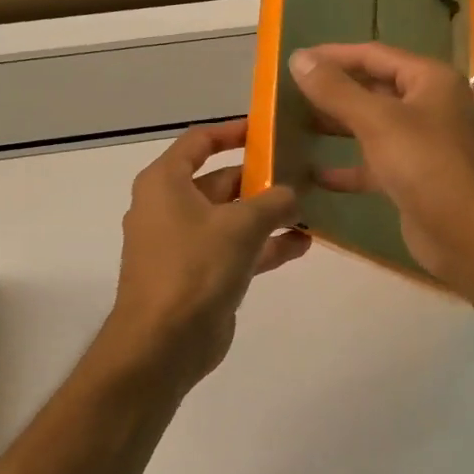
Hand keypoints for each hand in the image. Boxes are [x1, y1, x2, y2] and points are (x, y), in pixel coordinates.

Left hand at [101, 119, 309, 391]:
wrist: (163, 343)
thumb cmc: (195, 268)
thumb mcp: (241, 225)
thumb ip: (274, 201)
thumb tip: (294, 192)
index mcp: (165, 183)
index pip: (199, 142)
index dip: (233, 132)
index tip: (269, 130)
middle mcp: (170, 207)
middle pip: (220, 181)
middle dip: (262, 179)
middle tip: (304, 173)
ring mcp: (184, 243)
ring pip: (231, 217)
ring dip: (268, 215)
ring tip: (310, 210)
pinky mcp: (199, 274)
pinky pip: (235, 249)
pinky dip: (263, 245)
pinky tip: (301, 244)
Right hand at [289, 43, 473, 297]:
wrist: (470, 237)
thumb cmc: (427, 167)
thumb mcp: (378, 122)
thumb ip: (336, 90)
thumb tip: (299, 58)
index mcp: (429, 80)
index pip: (374, 55)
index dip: (333, 56)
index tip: (294, 61)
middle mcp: (429, 106)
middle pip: (373, 89)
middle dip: (332, 92)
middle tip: (288, 95)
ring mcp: (423, 144)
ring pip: (372, 127)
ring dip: (336, 127)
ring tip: (294, 127)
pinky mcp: (413, 179)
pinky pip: (374, 164)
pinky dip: (347, 168)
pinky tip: (313, 174)